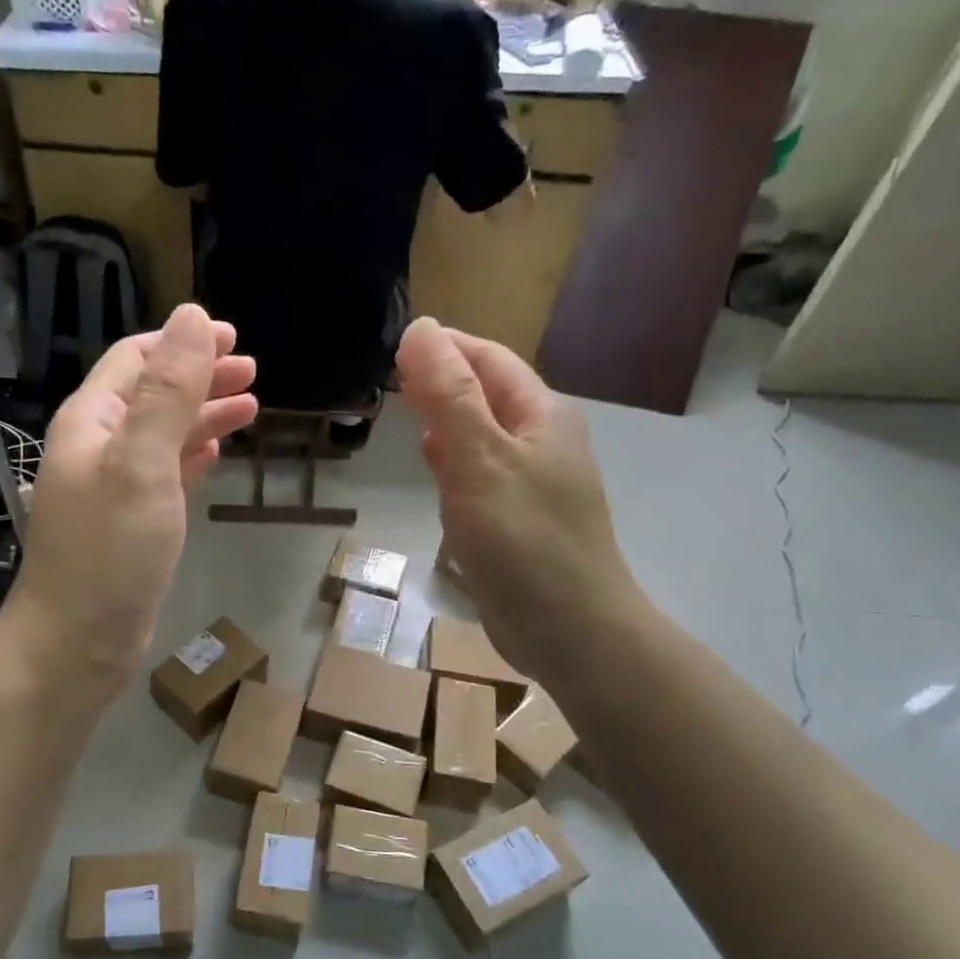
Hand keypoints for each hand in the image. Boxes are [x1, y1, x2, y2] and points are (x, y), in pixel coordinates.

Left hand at [3, 304, 257, 694]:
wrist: (77, 644)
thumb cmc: (110, 553)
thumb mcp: (142, 464)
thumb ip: (168, 392)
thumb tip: (192, 317)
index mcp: (91, 422)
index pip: (135, 359)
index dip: (183, 342)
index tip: (235, 338)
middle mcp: (97, 447)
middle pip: (151, 394)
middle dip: (201, 377)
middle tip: (254, 373)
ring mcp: (112, 488)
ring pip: (162, 435)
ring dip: (202, 416)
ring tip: (250, 408)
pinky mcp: (129, 524)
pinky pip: (163, 474)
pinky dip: (191, 457)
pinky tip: (215, 454)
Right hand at [396, 317, 641, 681]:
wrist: (568, 629)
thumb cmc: (523, 539)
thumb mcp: (480, 458)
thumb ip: (448, 395)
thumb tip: (420, 329)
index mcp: (542, 414)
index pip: (488, 359)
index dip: (444, 346)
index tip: (395, 345)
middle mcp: (542, 442)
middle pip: (486, 395)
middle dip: (442, 381)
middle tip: (391, 379)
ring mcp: (531, 484)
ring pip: (481, 437)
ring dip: (447, 421)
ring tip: (405, 415)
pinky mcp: (517, 522)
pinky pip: (480, 477)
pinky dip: (454, 465)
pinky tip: (434, 471)